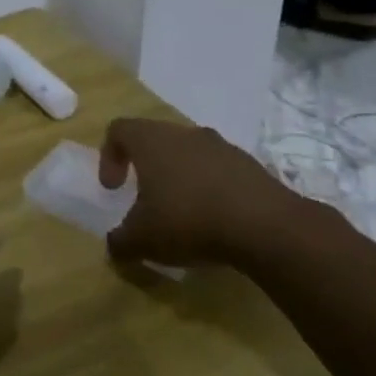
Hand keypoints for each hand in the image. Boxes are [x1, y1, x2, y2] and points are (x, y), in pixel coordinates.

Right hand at [98, 117, 301, 268]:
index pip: (119, 129)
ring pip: (189, 154)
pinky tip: (215, 221)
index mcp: (152, 141)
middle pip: (156, 139)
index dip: (109, 156)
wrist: (267, 227)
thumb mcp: (142, 240)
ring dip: (180, 178)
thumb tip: (114, 245)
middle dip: (146, 168)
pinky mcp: (251, 165)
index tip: (113, 188)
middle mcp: (185, 134)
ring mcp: (222, 147)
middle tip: (145, 201)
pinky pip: (219, 170)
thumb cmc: (189, 221)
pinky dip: (210, 189)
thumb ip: (120, 241)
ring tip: (183, 213)